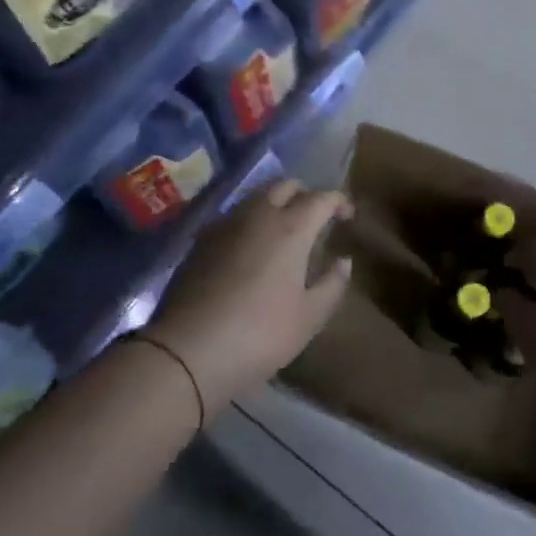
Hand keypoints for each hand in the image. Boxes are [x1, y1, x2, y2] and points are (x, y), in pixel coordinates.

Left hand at [144, 179, 352, 412]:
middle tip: (315, 218)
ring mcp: (225, 224)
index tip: (347, 216)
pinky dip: (250, 221)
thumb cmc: (260, 334)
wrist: (188, 350)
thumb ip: (332, 284)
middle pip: (285, 185)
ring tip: (283, 231)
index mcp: (291, 227)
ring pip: (256, 197)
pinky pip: (233, 216)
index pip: (321, 198)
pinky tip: (250, 247)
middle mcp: (258, 214)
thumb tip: (343, 261)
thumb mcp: (309, 317)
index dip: (338, 202)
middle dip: (305, 194)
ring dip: (275, 204)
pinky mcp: (201, 240)